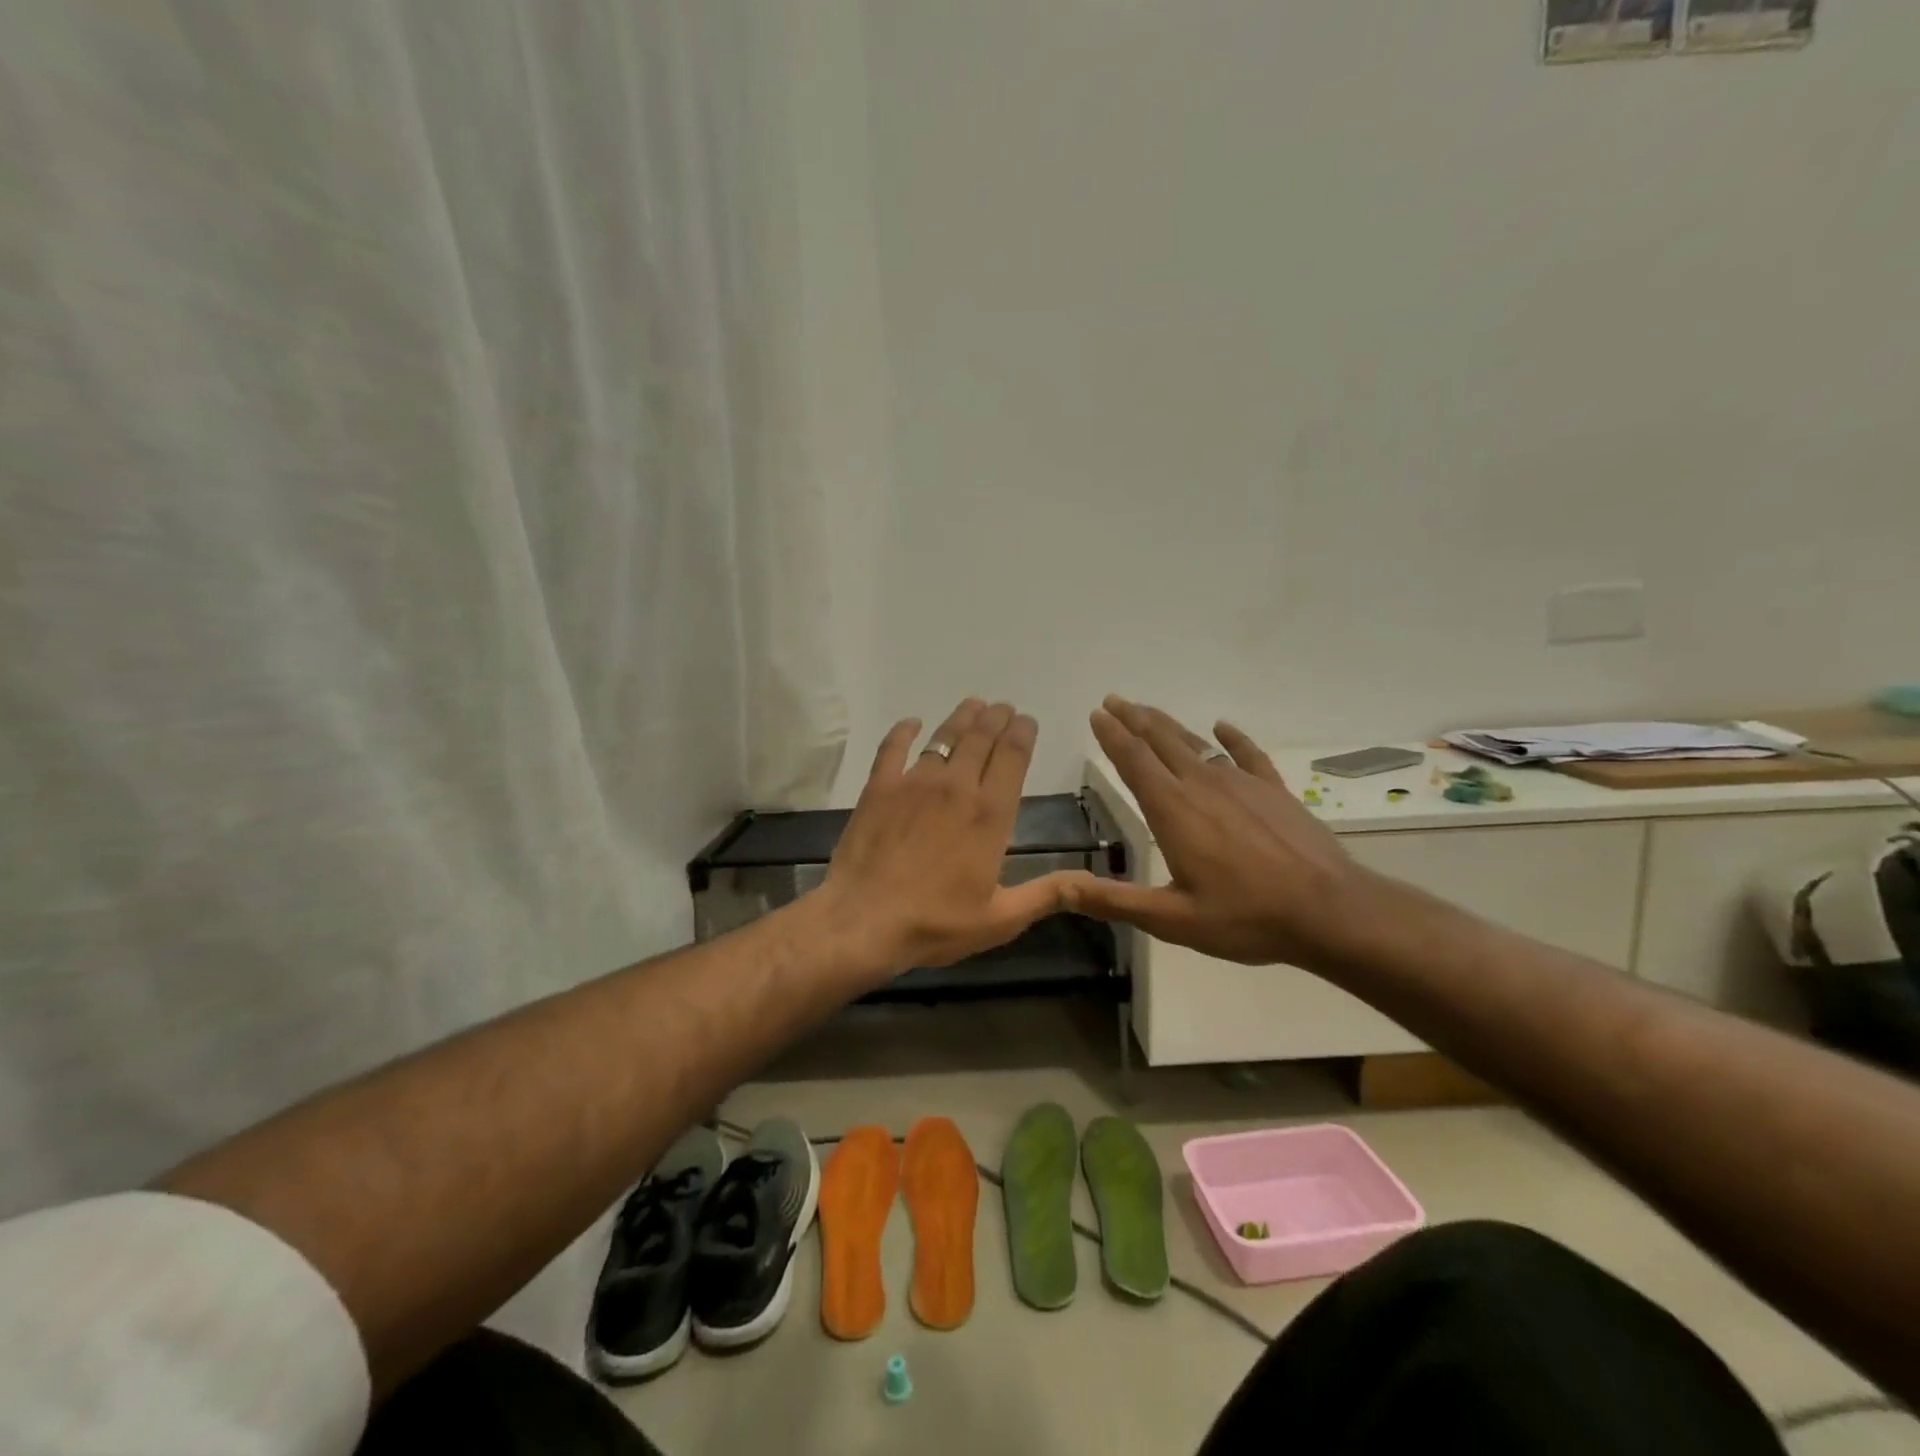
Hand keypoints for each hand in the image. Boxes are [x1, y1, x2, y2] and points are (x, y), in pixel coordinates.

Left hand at [813, 698, 1069, 981]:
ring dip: (962, 718)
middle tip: (1003, 707)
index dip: (1022, 733)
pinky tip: (911, 723)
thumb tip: (1090, 883)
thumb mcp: (1001, 918)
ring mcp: (914, 783)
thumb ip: (1046, 894)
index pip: (1013, 757)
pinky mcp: (879, 788)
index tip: (1027, 720)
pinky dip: (904, 731)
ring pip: (943, 737)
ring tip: (973, 705)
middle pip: (981, 739)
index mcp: (990, 814)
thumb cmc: (935, 922)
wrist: (863, 920)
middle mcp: (956, 786)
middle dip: (996, 718)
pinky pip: (893, 748)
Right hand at [1059, 696, 1369, 966]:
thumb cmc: (1246, 917)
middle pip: (1161, 740)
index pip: (1134, 760)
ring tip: (1147, 710)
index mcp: (1173, 810)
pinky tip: (1222, 726)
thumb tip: (1059, 888)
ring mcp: (1242, 783)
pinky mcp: (1274, 790)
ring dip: (1167, 724)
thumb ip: (1114, 901)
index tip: (1096, 713)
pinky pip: (1247, 754)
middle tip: (1113, 700)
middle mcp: (1202, 785)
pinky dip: (1232, 737)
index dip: (1112, 735)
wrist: (1331, 911)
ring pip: (1196, 742)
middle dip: (1133, 718)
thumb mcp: (1172, 919)